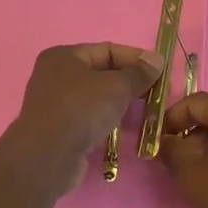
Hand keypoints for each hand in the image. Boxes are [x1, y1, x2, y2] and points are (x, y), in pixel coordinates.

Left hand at [1, 43, 162, 195]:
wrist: (47, 157)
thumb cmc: (81, 110)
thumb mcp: (116, 86)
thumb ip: (139, 73)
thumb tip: (157, 60)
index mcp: (64, 56)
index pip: (107, 50)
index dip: (136, 59)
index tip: (161, 71)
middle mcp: (56, 76)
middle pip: (102, 73)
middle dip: (130, 82)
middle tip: (157, 93)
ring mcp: (55, 104)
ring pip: (96, 97)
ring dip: (121, 103)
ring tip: (146, 111)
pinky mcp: (59, 129)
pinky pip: (89, 118)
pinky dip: (107, 120)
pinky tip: (124, 129)